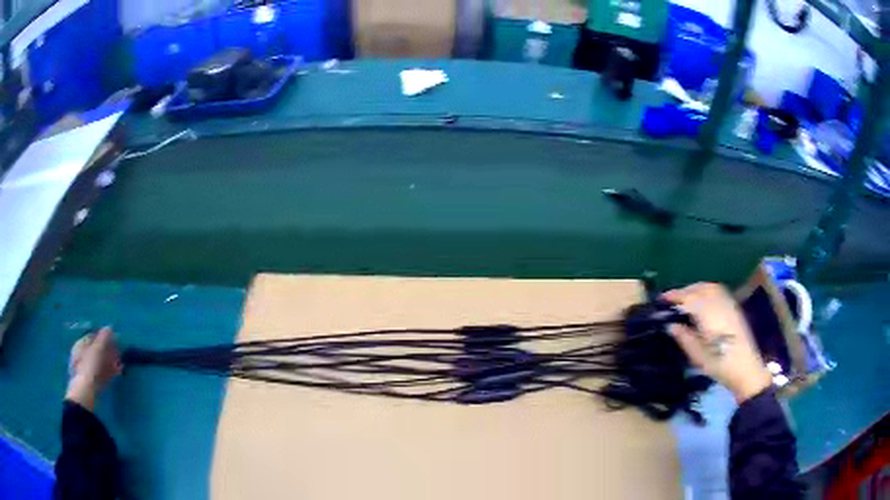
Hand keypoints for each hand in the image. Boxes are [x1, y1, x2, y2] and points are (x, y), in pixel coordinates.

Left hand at [66, 327, 122, 409]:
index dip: (104, 337)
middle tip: (119, 353)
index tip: (114, 340)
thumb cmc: (89, 366)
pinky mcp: (93, 382)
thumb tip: (109, 327)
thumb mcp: (97, 349)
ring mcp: (87, 370)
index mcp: (80, 344)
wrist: (86, 392)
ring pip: (101, 363)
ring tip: (121, 364)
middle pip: (97, 351)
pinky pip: (102, 373)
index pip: (93, 337)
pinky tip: (117, 373)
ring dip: (111, 363)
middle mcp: (82, 355)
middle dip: (108, 352)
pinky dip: (110, 372)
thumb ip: (103, 338)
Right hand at [662, 283, 771, 402]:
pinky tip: (704, 302)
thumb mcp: (698, 356)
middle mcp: (719, 304)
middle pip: (700, 288)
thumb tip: (671, 325)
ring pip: (711, 287)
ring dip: (697, 288)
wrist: (746, 369)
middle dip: (685, 290)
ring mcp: (729, 304)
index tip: (662, 299)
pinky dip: (708, 291)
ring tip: (687, 298)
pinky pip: (719, 291)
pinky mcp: (735, 308)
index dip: (674, 296)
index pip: (689, 298)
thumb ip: (684, 337)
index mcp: (708, 315)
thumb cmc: (720, 365)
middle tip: (673, 299)